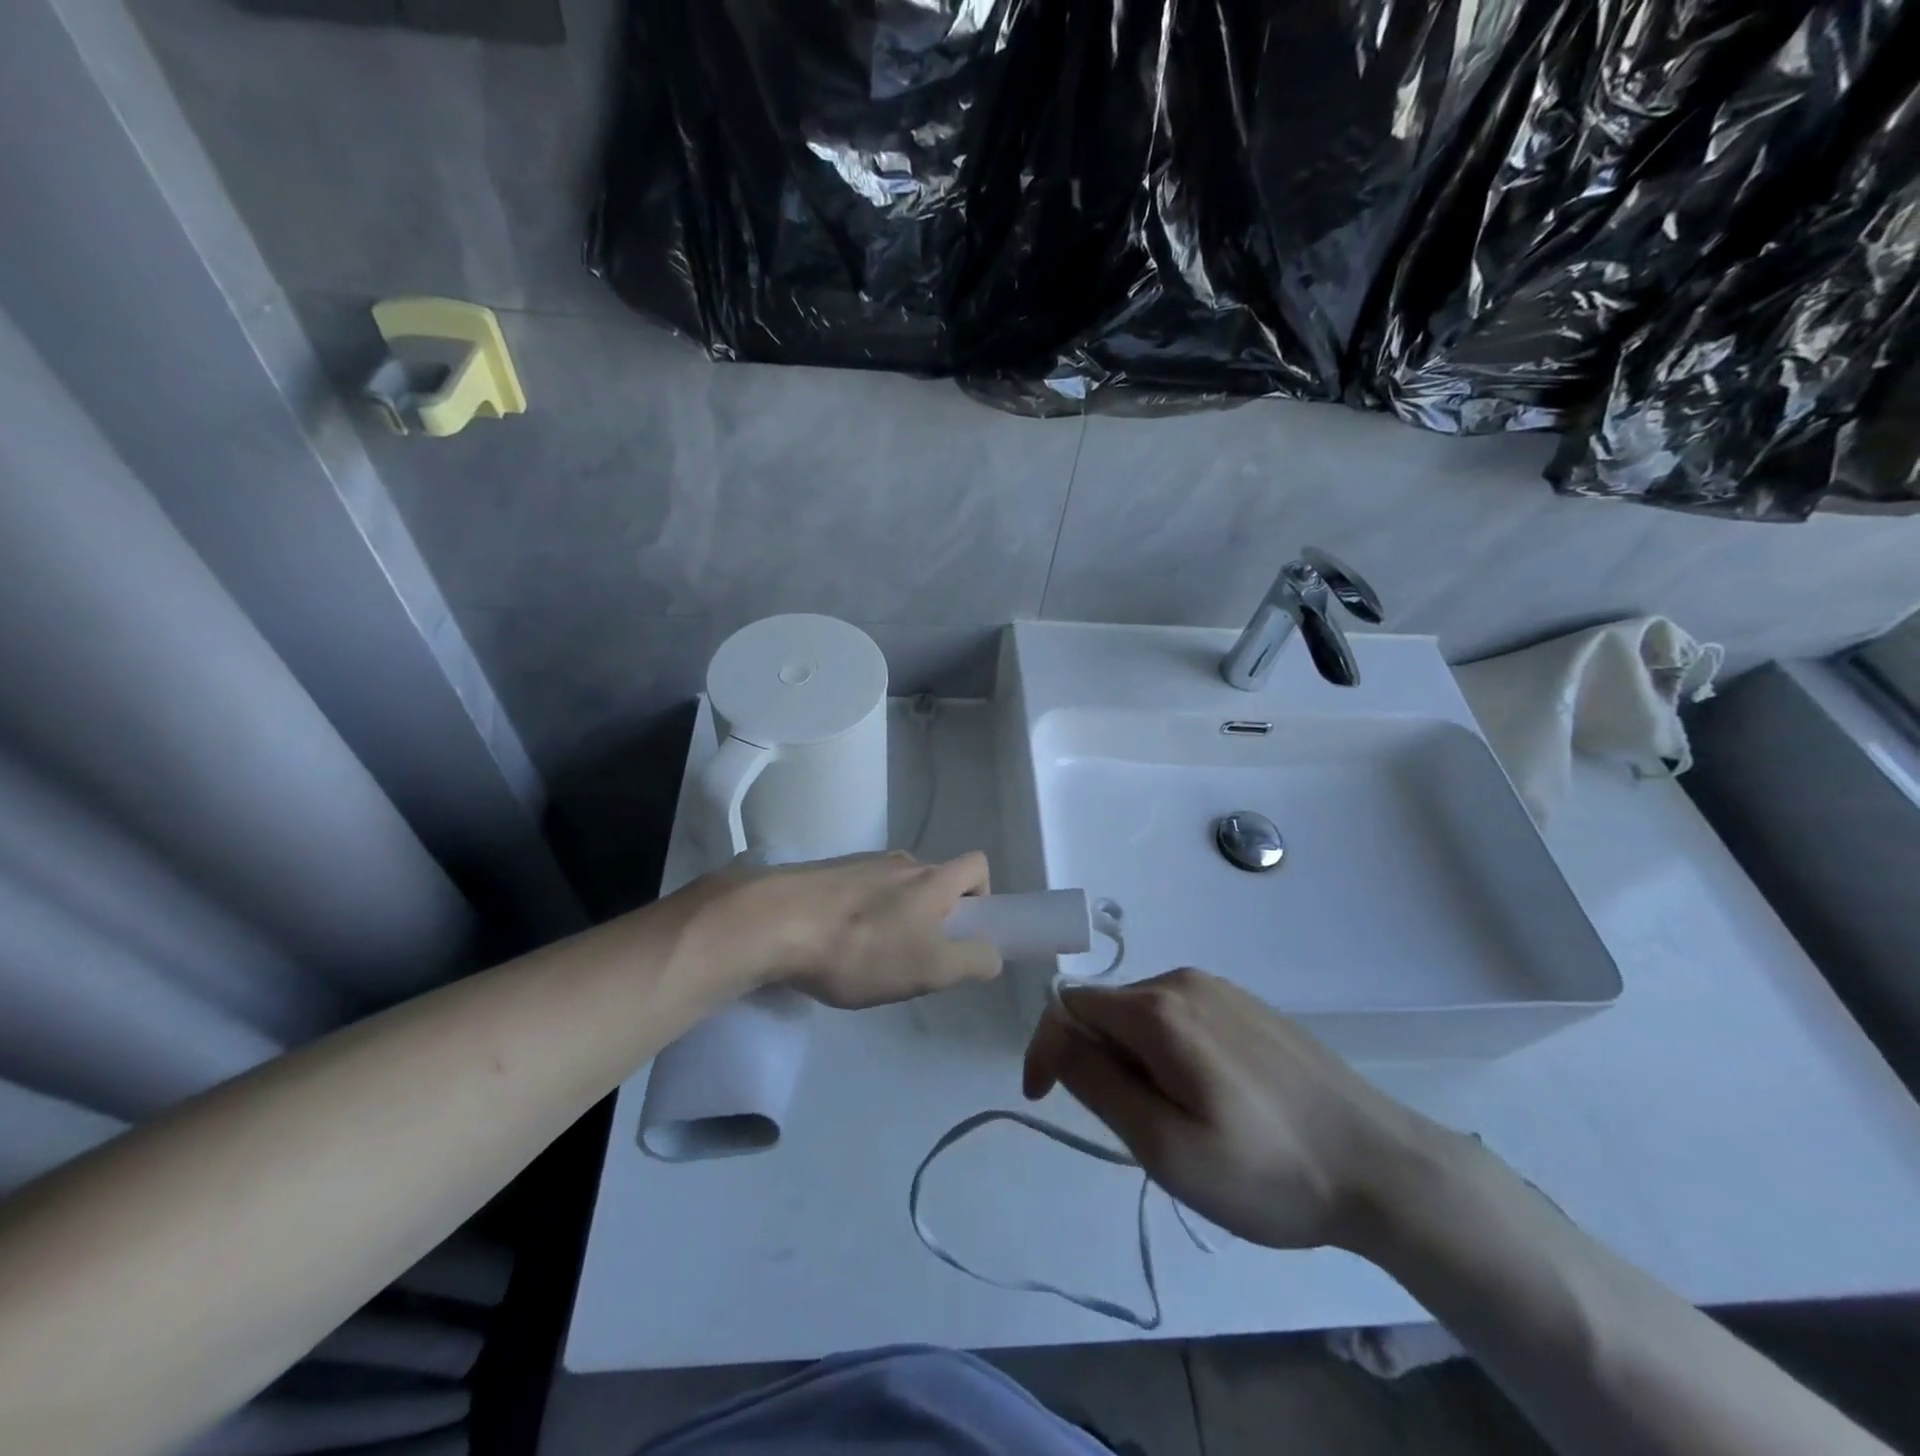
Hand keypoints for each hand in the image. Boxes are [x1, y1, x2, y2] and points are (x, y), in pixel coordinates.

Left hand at [688, 850, 1003, 1008]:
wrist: (775, 922)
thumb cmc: (862, 948)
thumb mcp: (930, 969)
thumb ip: (972, 961)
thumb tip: (990, 954)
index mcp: (932, 878)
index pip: (977, 865)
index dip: (981, 896)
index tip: (962, 932)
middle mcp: (900, 861)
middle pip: (933, 880)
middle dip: (933, 916)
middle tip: (913, 957)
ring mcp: (859, 862)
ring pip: (894, 888)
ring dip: (894, 917)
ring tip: (866, 958)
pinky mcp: (825, 872)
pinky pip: (858, 892)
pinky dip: (859, 915)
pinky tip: (834, 947)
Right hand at [1022, 968, 1450, 1250]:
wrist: (1382, 1166)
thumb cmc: (1267, 1170)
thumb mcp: (1164, 1146)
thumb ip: (1096, 1082)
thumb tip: (1054, 1035)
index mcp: (1157, 1009)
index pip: (1067, 1005)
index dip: (1046, 1050)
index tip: (1047, 1101)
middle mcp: (1182, 980)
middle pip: (1105, 1010)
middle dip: (1098, 1062)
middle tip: (1139, 1130)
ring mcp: (1219, 989)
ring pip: (1142, 1015)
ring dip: (1135, 1061)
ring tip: (1180, 1122)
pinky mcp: (1247, 1005)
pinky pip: (1180, 1018)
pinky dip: (1169, 1054)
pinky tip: (1213, 1101)